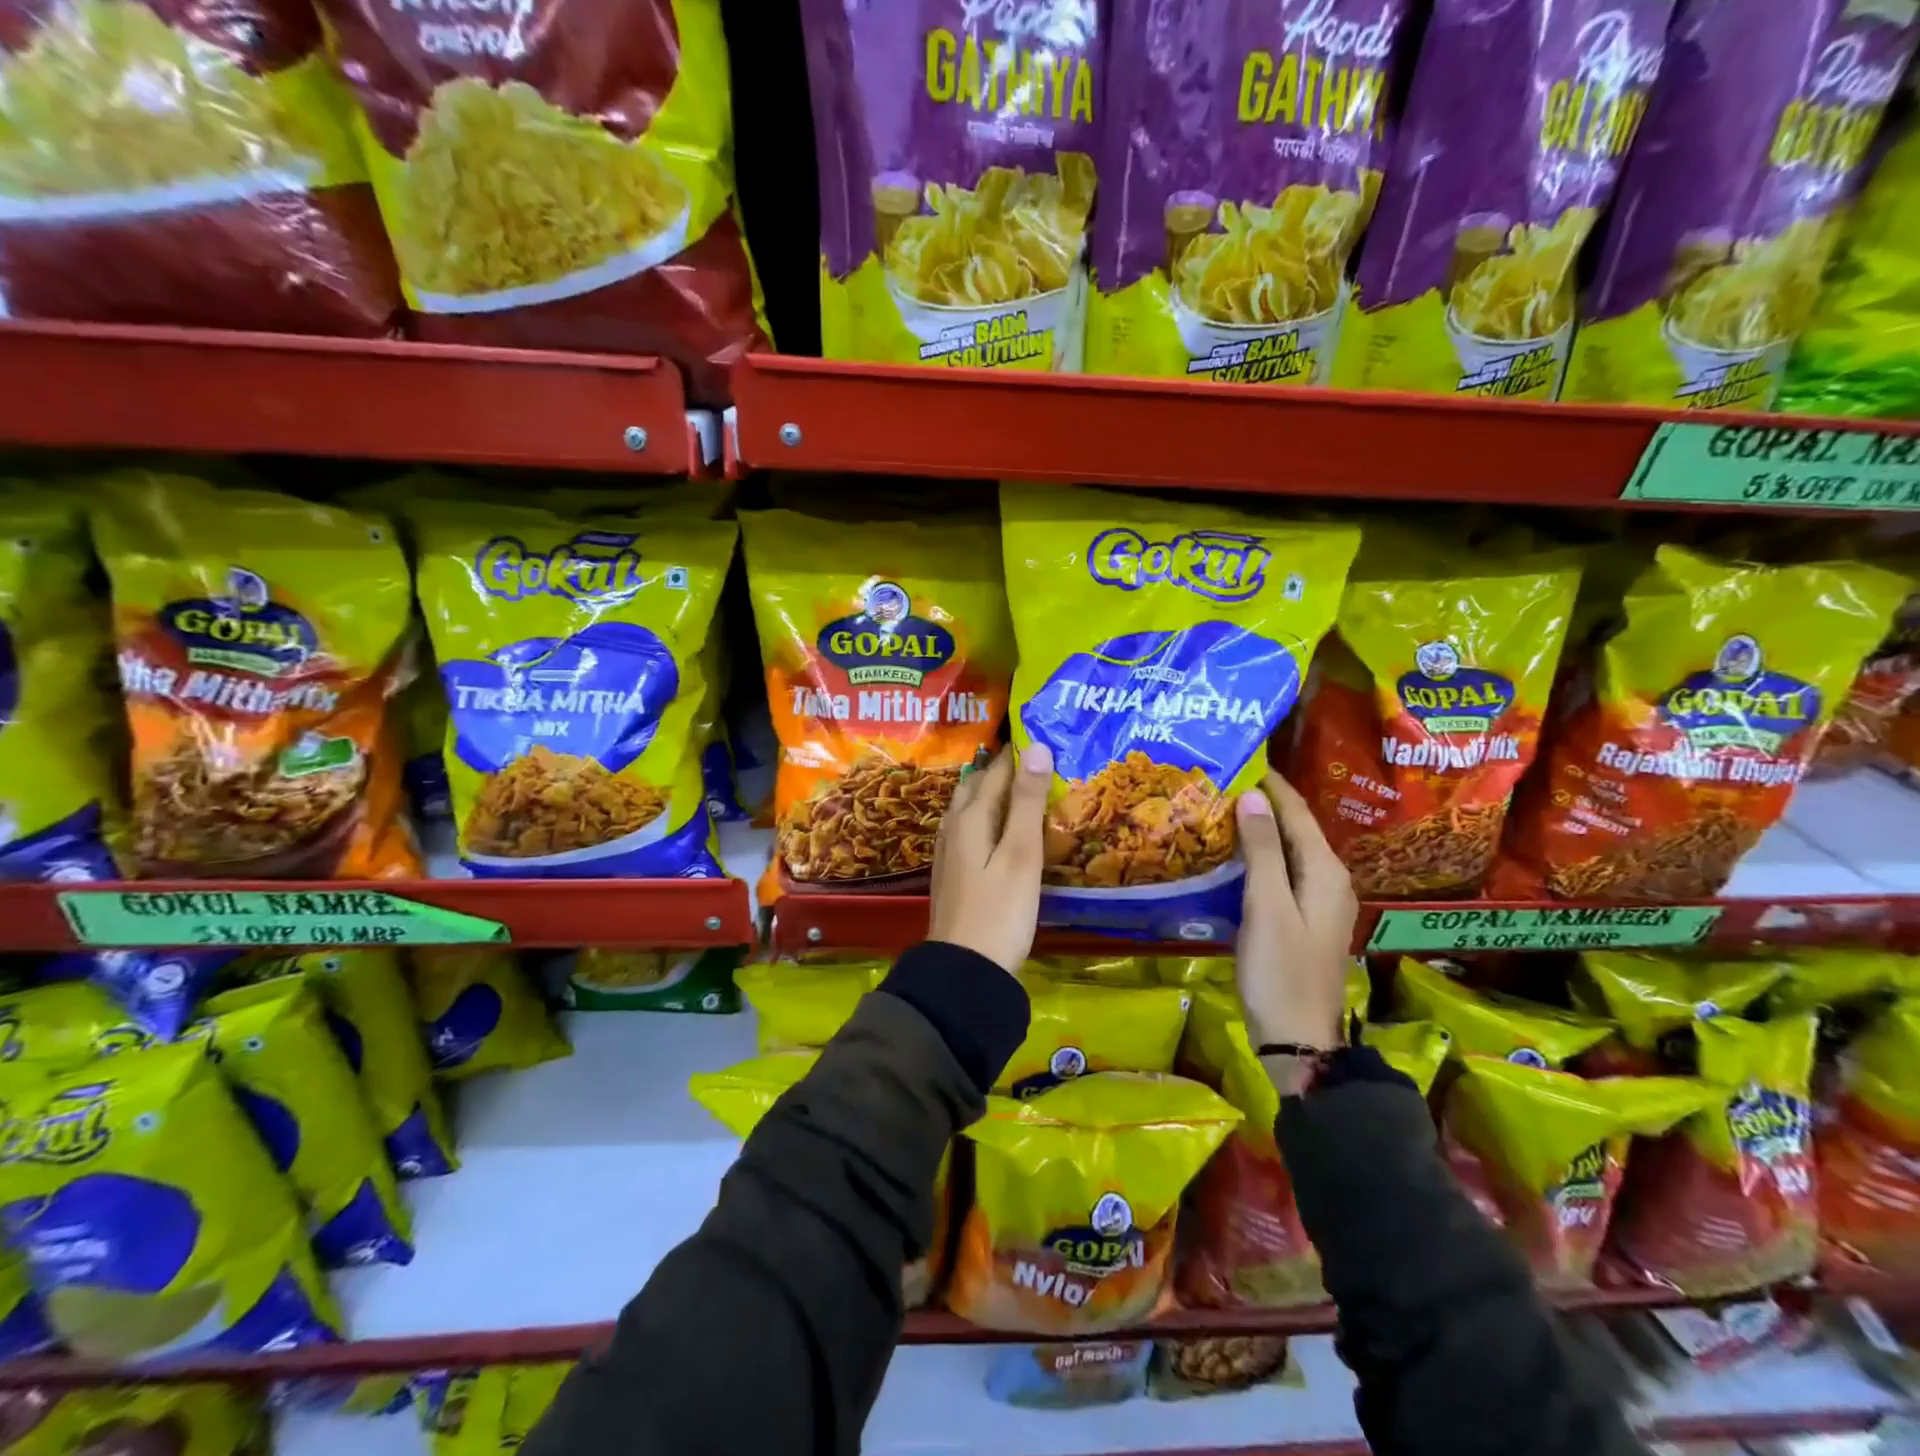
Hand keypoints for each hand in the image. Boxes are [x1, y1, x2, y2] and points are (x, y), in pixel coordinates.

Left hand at [927, 743, 1052, 973]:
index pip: (996, 771)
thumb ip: (1028, 801)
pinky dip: (988, 816)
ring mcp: (950, 850)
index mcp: (971, 817)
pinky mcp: (954, 871)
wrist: (964, 970)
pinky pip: (970, 827)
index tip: (1041, 731)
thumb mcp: (1021, 854)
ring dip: (993, 790)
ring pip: (970, 806)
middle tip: (1034, 753)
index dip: (1017, 751)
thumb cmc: (1000, 911)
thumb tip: (1036, 746)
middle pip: (977, 785)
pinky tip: (999, 826)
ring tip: (1020, 782)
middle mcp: (954, 826)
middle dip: (1002, 767)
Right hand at [1233, 771, 1357, 1051]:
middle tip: (1220, 780)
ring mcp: (1317, 902)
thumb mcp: (1268, 907)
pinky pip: (1281, 872)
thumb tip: (1253, 796)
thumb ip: (1263, 851)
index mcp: (1325, 871)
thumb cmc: (1281, 972)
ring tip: (1220, 808)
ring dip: (1259, 829)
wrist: (1298, 1040)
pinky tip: (1233, 855)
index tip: (1239, 758)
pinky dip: (1258, 856)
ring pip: (1288, 851)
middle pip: (1295, 828)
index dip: (1270, 784)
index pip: (1297, 812)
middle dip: (1263, 802)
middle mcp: (1328, 879)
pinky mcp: (1302, 919)